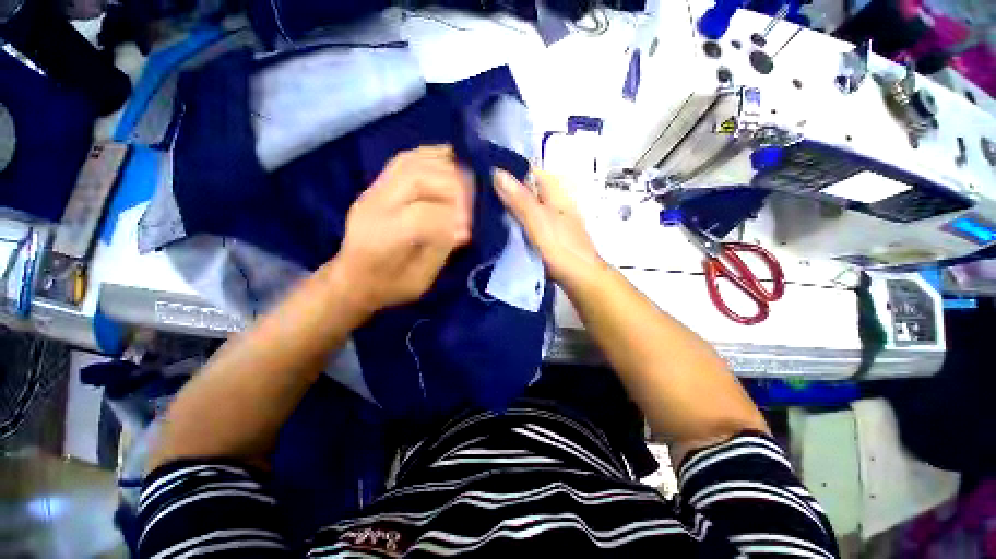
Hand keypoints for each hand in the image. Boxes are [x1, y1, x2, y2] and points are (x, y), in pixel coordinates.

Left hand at [332, 146, 472, 314]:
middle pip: (417, 178)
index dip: (451, 218)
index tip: (469, 231)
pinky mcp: (377, 184)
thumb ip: (440, 251)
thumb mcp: (419, 281)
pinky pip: (405, 159)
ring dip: (445, 166)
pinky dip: (430, 155)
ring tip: (468, 177)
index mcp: (382, 237)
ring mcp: (373, 190)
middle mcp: (374, 206)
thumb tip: (463, 228)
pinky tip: (449, 160)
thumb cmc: (387, 286)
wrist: (352, 278)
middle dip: (453, 186)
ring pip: (411, 162)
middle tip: (472, 201)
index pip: (421, 214)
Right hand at [494, 168, 603, 287]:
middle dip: (505, 190)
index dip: (509, 170)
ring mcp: (551, 220)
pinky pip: (527, 223)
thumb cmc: (561, 247)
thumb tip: (497, 171)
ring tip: (482, 208)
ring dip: (509, 208)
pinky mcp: (547, 236)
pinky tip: (500, 227)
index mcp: (555, 193)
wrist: (580, 278)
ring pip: (526, 208)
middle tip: (478, 194)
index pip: (530, 171)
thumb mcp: (537, 220)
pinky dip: (515, 223)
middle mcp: (554, 203)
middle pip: (527, 190)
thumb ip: (519, 198)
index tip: (484, 173)